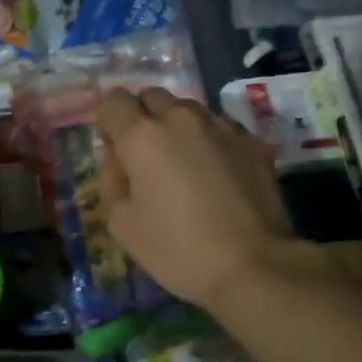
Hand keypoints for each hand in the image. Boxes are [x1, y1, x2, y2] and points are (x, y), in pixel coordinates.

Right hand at [95, 88, 321, 310]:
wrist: (254, 265)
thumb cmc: (177, 248)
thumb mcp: (123, 224)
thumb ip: (113, 181)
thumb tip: (119, 161)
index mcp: (142, 136)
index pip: (113, 101)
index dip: (107, 120)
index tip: (112, 147)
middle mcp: (180, 119)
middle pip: (152, 96)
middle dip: (141, 116)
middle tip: (144, 155)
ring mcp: (221, 127)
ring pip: (188, 110)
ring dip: (176, 126)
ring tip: (182, 163)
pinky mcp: (251, 142)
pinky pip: (218, 128)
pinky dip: (207, 141)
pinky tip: (213, 175)